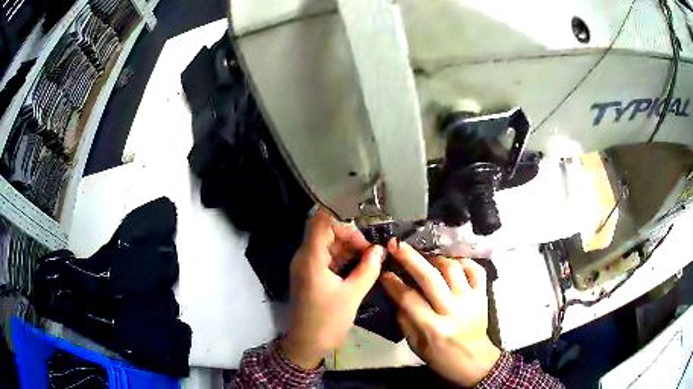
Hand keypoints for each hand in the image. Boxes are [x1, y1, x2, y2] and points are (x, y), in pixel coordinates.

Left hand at [281, 209, 385, 368]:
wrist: (307, 343)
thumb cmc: (327, 320)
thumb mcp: (352, 295)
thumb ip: (367, 269)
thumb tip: (380, 250)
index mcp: (311, 259)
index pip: (319, 222)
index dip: (339, 214)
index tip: (362, 219)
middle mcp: (305, 257)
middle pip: (326, 232)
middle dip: (350, 236)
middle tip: (372, 250)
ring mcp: (307, 267)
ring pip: (328, 245)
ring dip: (349, 248)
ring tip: (370, 258)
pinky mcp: (311, 276)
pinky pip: (327, 258)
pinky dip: (343, 258)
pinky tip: (361, 266)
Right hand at [381, 240, 500, 386]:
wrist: (476, 362)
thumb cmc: (442, 358)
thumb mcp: (416, 346)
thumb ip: (405, 320)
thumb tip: (396, 295)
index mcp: (434, 328)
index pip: (409, 299)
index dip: (393, 283)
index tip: (384, 272)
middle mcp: (453, 311)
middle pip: (430, 278)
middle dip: (410, 258)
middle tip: (396, 245)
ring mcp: (471, 300)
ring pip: (453, 269)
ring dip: (435, 258)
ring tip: (424, 256)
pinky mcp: (483, 295)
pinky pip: (476, 270)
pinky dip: (463, 261)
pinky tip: (451, 262)